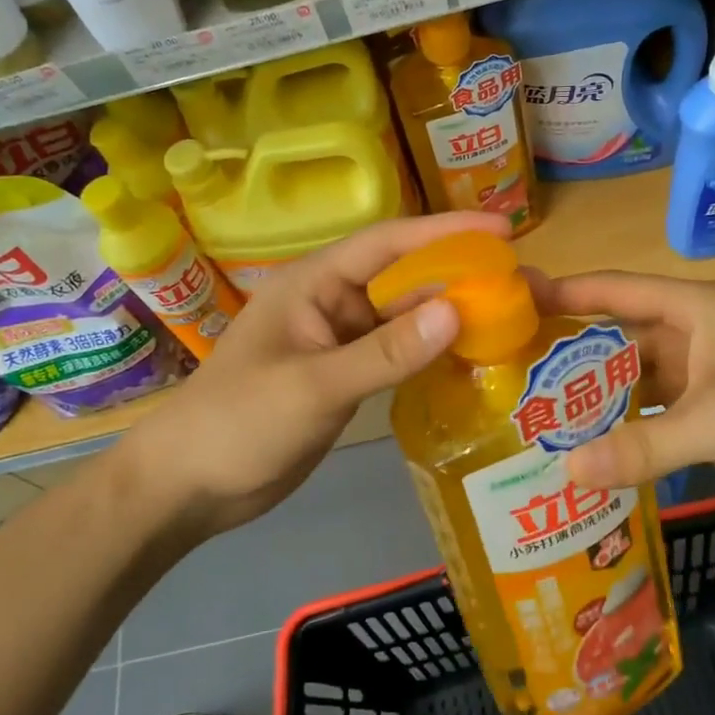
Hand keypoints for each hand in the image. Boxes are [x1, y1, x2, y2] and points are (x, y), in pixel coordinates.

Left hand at [138, 212, 510, 535]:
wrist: (190, 485)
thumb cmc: (240, 422)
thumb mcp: (315, 386)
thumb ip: (386, 352)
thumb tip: (456, 311)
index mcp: (315, 284)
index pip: (389, 243)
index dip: (446, 231)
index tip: (503, 230)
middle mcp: (333, 303)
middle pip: (405, 278)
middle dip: (459, 276)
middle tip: (523, 281)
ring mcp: (340, 341)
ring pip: (405, 318)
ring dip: (450, 316)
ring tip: (511, 316)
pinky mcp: (347, 377)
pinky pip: (397, 354)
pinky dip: (431, 353)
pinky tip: (471, 358)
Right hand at [538, 273, 714, 523]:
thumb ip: (644, 444)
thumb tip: (566, 469)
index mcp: (696, 310)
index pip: (618, 291)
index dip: (567, 291)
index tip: (513, 298)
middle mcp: (691, 339)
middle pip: (616, 339)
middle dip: (568, 355)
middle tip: (508, 372)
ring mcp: (697, 382)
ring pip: (629, 384)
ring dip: (591, 400)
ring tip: (532, 416)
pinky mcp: (704, 422)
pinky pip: (647, 422)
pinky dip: (618, 434)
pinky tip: (581, 452)